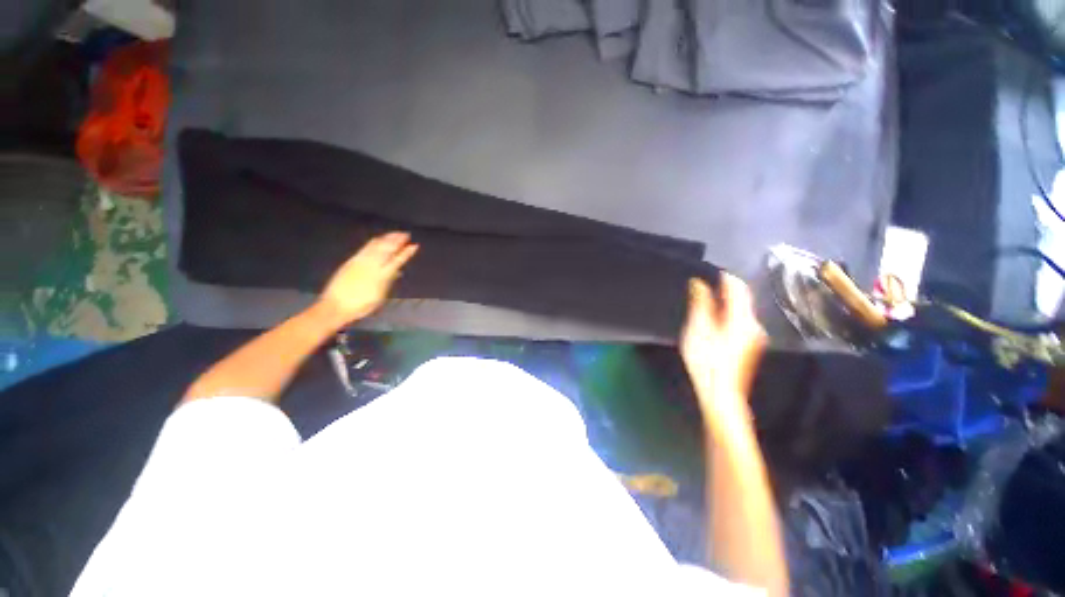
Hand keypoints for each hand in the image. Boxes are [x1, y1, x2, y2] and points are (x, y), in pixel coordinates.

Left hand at [316, 232, 418, 325]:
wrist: (336, 306)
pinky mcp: (351, 260)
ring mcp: (360, 261)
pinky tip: (379, 239)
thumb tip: (397, 271)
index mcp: (382, 276)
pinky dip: (375, 242)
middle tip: (406, 234)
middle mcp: (372, 265)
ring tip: (395, 234)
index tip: (414, 245)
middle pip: (387, 249)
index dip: (406, 253)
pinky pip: (366, 247)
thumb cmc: (361, 305)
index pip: (397, 260)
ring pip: (376, 246)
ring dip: (387, 239)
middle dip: (397, 241)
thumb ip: (389, 281)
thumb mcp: (380, 295)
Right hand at [680, 274, 766, 410]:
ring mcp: (754, 335)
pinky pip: (740, 320)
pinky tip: (713, 320)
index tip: (708, 272)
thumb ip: (700, 304)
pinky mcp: (750, 344)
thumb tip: (699, 283)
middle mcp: (753, 324)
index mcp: (742, 318)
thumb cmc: (707, 361)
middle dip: (724, 289)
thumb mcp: (698, 329)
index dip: (724, 277)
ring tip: (704, 300)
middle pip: (742, 298)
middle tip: (702, 287)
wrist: (721, 393)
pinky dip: (728, 313)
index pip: (738, 287)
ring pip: (741, 309)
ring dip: (725, 301)